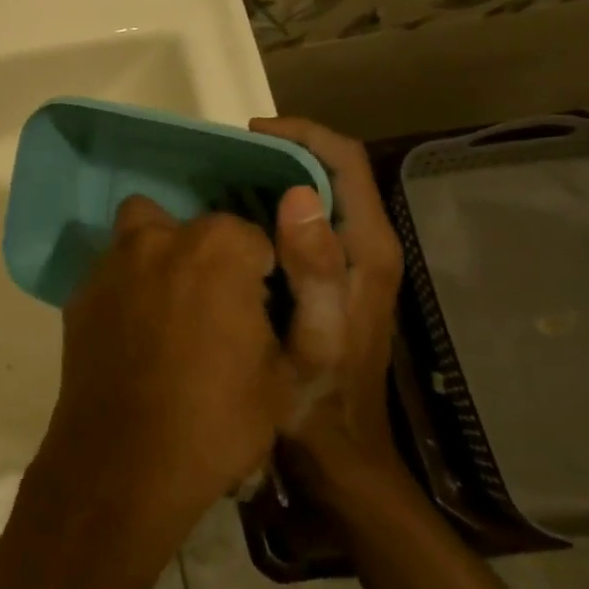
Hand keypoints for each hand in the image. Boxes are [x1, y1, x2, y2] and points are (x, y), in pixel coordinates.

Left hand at [23, 196, 299, 573]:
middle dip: (208, 258)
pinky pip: (111, 276)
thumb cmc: (218, 419)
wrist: (125, 463)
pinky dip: (126, 291)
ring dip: (159, 259)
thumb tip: (289, 238)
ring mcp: (110, 265)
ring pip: (140, 237)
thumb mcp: (289, 372)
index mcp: (216, 249)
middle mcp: (157, 240)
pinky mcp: (79, 295)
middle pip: (191, 229)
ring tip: (170, 313)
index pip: (250, 238)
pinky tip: (133, 337)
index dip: (261, 276)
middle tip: (212, 310)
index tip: (259, 314)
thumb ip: (307, 297)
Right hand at [249, 118, 408, 501]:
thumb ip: (314, 270)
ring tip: (222, 181)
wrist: (339, 455)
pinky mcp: (334, 279)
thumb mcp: (313, 339)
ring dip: (275, 178)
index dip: (302, 135)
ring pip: (318, 196)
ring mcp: (352, 264)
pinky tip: (235, 224)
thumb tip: (296, 196)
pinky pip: (306, 224)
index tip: (249, 133)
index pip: (345, 162)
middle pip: (332, 172)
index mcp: (367, 250)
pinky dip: (272, 209)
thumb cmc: (320, 402)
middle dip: (283, 151)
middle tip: (224, 159)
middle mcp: (367, 247)